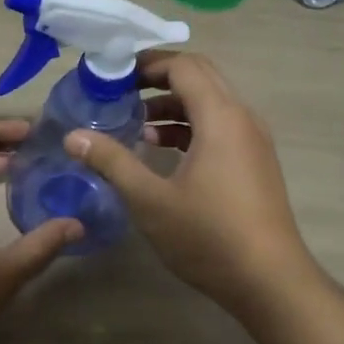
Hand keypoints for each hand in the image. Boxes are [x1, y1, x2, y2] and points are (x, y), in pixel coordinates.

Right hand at [63, 52, 314, 316]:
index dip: (147, 63)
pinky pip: (221, 126)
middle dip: (159, 78)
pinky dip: (192, 127)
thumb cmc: (208, 236)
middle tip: (120, 91)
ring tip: (136, 125)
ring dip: (175, 105)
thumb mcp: (150, 200)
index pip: (184, 66)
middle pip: (201, 77)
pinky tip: (164, 152)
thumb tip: (73, 137)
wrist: (270, 281)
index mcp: (221, 116)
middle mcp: (242, 117)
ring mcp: (254, 140)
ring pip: (212, 103)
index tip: (113, 73)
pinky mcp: (256, 162)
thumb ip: (112, 162)